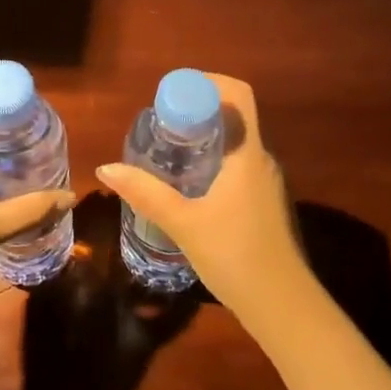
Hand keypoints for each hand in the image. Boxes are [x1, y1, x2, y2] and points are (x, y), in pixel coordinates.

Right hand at [96, 74, 308, 319]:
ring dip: (205, 138)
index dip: (207, 82)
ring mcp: (266, 183)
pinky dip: (213, 161)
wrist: (283, 307)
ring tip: (169, 150)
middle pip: (234, 116)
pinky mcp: (264, 204)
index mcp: (248, 154)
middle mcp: (262, 160)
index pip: (238, 95)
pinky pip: (238, 165)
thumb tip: (107, 168)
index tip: (172, 94)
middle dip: (198, 110)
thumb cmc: (235, 256)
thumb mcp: (184, 224)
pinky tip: (189, 184)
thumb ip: (146, 194)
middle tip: (162, 122)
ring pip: (235, 143)